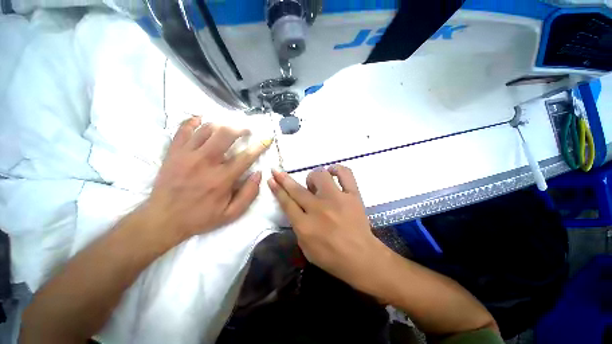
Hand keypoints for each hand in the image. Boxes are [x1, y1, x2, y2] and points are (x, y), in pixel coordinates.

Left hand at [143, 117, 270, 240]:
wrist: (163, 220)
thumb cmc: (200, 217)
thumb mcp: (231, 213)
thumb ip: (249, 194)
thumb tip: (258, 174)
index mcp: (222, 179)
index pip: (246, 157)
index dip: (259, 146)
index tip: (267, 139)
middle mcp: (205, 162)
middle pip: (225, 134)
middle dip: (240, 129)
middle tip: (246, 131)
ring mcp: (186, 155)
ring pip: (207, 129)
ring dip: (222, 126)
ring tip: (228, 129)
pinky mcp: (173, 153)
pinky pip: (183, 130)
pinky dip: (193, 122)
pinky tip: (201, 120)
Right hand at [268, 165, 386, 289]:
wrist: (361, 258)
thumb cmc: (331, 257)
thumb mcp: (305, 247)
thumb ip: (298, 225)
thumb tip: (295, 207)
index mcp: (305, 225)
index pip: (286, 202)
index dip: (277, 189)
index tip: (271, 178)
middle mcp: (319, 209)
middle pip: (297, 189)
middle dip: (283, 178)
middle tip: (278, 172)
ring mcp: (337, 200)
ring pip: (320, 176)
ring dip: (314, 177)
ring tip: (316, 183)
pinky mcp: (353, 195)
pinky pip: (345, 174)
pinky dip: (338, 169)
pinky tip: (333, 172)